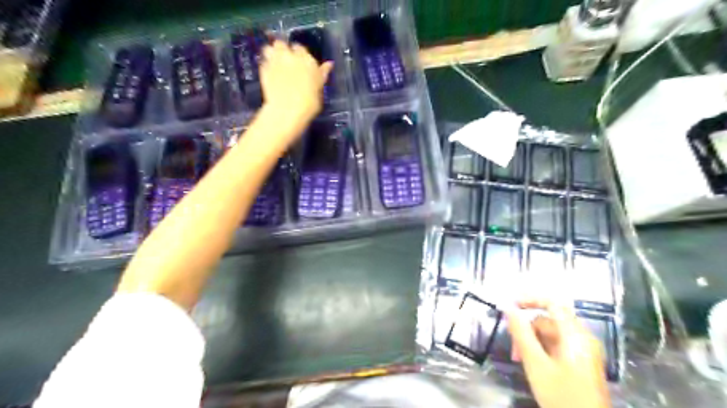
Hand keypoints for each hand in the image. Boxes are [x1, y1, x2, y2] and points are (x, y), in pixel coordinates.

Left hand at [260, 39, 331, 123]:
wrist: (288, 110)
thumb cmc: (309, 102)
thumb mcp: (320, 87)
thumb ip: (322, 73)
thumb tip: (329, 64)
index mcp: (307, 60)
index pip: (300, 48)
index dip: (299, 54)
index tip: (299, 61)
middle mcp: (290, 56)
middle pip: (282, 44)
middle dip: (282, 50)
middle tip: (284, 60)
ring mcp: (275, 61)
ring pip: (269, 49)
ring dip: (271, 53)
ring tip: (274, 62)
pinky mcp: (264, 69)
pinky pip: (263, 62)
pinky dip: (265, 66)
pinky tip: (269, 73)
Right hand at [504, 299, 608, 407]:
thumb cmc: (561, 396)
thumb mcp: (536, 363)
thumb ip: (521, 333)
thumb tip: (507, 307)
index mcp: (575, 335)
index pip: (553, 303)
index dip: (530, 299)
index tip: (510, 306)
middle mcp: (583, 338)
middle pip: (549, 320)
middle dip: (527, 328)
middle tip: (512, 346)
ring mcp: (584, 351)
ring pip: (551, 334)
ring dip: (532, 341)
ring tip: (519, 359)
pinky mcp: (582, 363)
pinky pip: (558, 346)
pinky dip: (542, 350)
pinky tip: (533, 364)